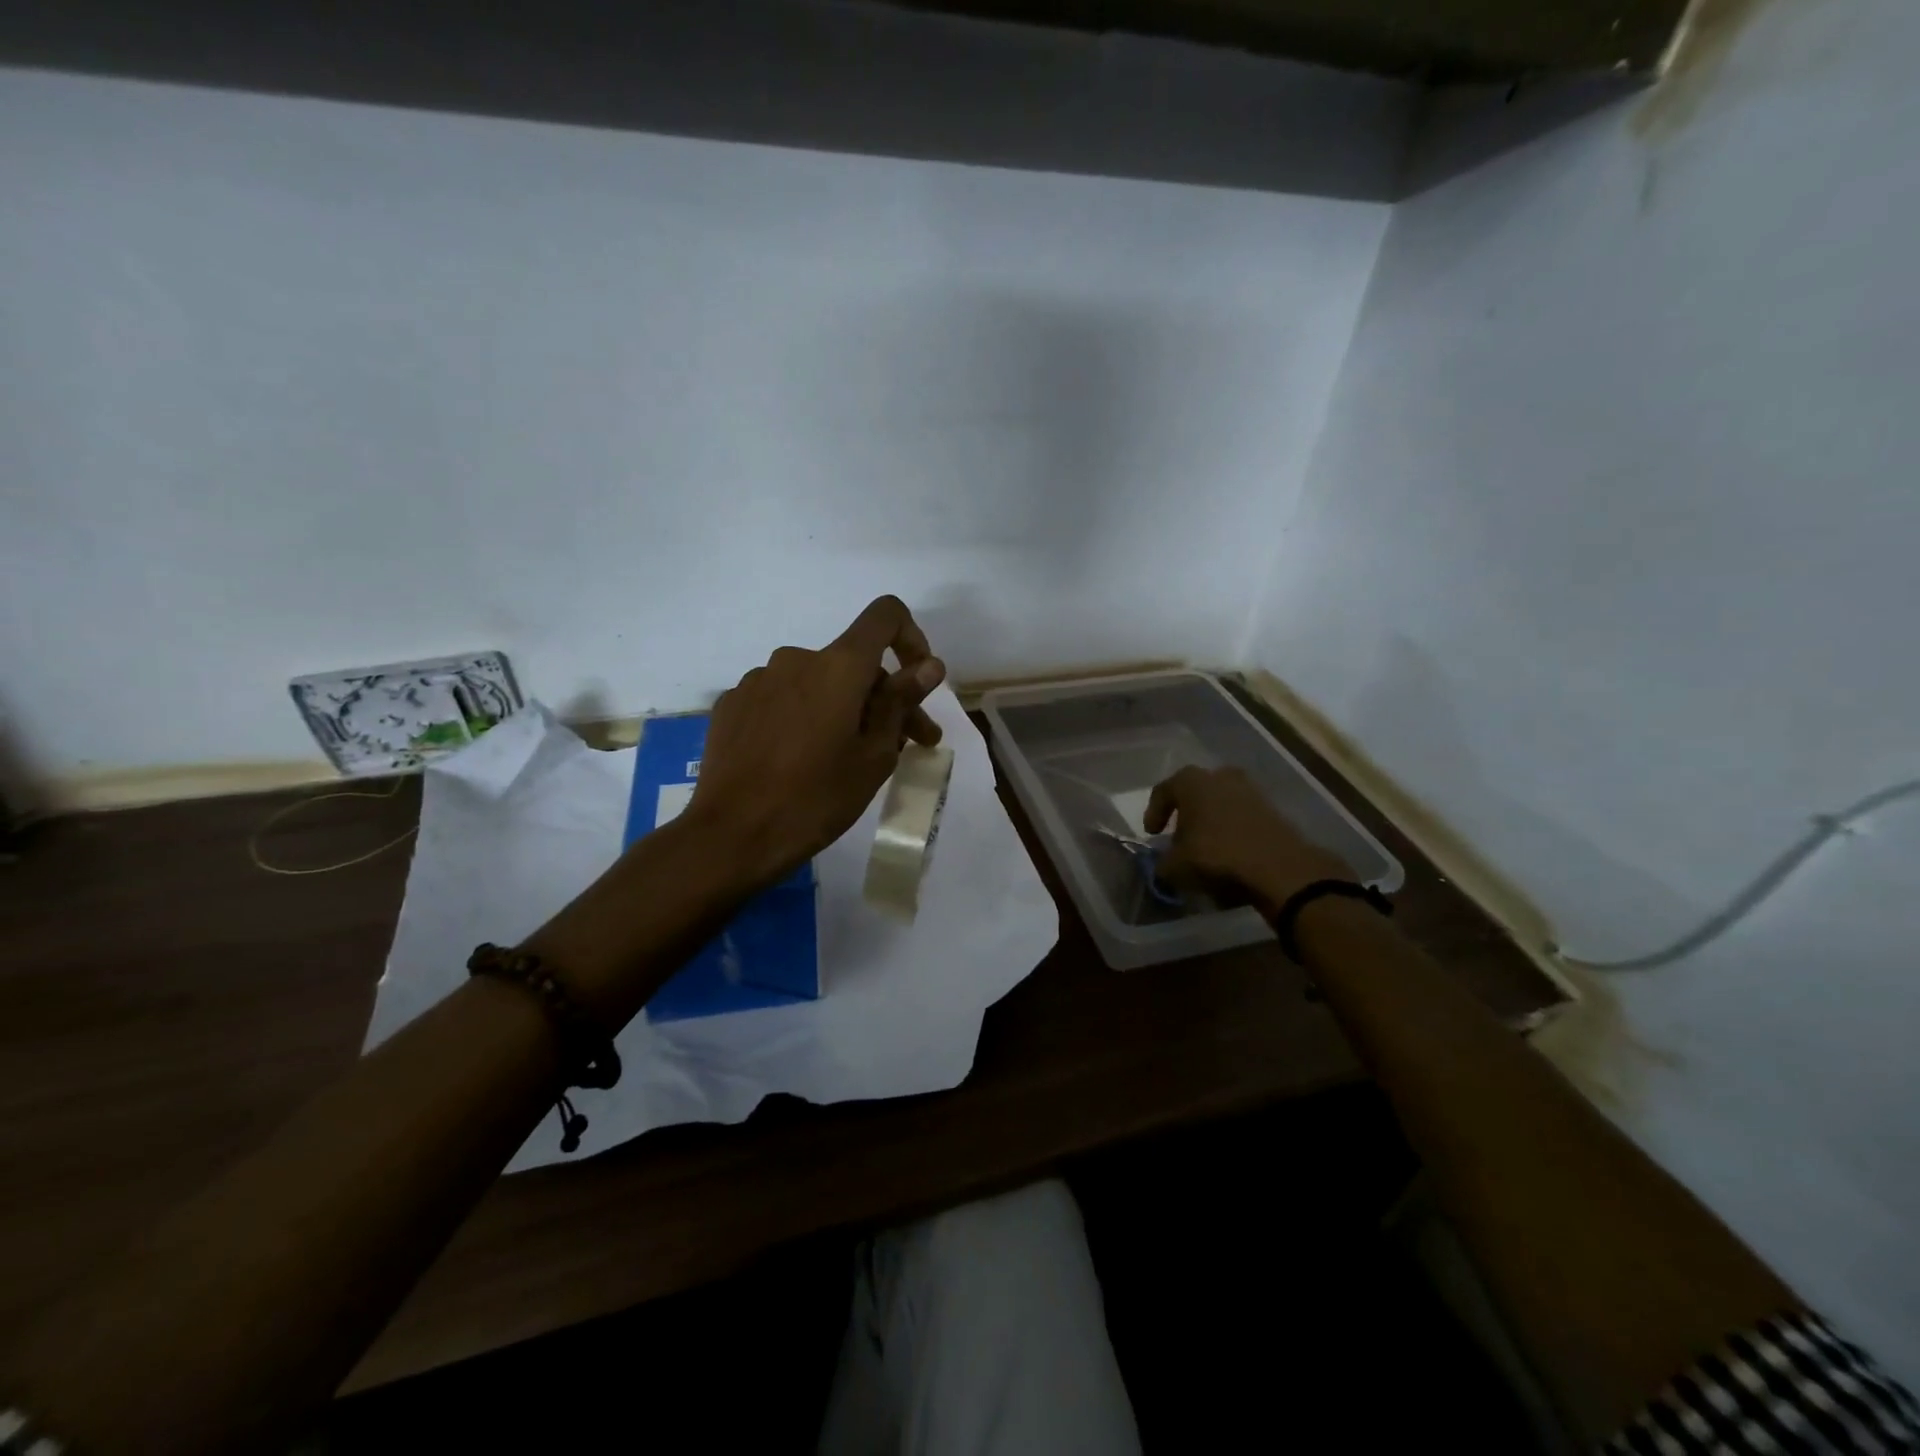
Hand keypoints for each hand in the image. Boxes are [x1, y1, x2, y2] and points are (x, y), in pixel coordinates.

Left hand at [686, 596, 946, 887]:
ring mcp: (758, 680)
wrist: (730, 836)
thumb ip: (901, 703)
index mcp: (838, 666)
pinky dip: (803, 717)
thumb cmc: (816, 799)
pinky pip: (782, 698)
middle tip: (906, 746)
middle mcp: (796, 659)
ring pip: (818, 682)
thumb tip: (930, 666)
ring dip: (842, 709)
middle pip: (854, 662)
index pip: (885, 615)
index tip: (917, 682)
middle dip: (885, 698)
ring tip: (848, 759)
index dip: (911, 638)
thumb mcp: (874, 757)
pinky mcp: (732, 704)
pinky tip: (801, 759)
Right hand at [1144, 766, 1352, 912]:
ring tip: (1206, 848)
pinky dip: (1233, 831)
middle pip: (1195, 793)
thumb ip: (1163, 864)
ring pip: (1221, 803)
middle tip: (1180, 837)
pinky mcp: (1272, 808)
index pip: (1163, 791)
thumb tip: (1163, 867)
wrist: (1278, 867)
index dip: (1154, 813)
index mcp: (1191, 781)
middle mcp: (1220, 776)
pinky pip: (1242, 816)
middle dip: (1186, 814)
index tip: (1152, 834)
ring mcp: (1250, 790)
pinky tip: (1230, 853)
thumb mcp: (1176, 867)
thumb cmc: (1216, 856)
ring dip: (1211, 822)